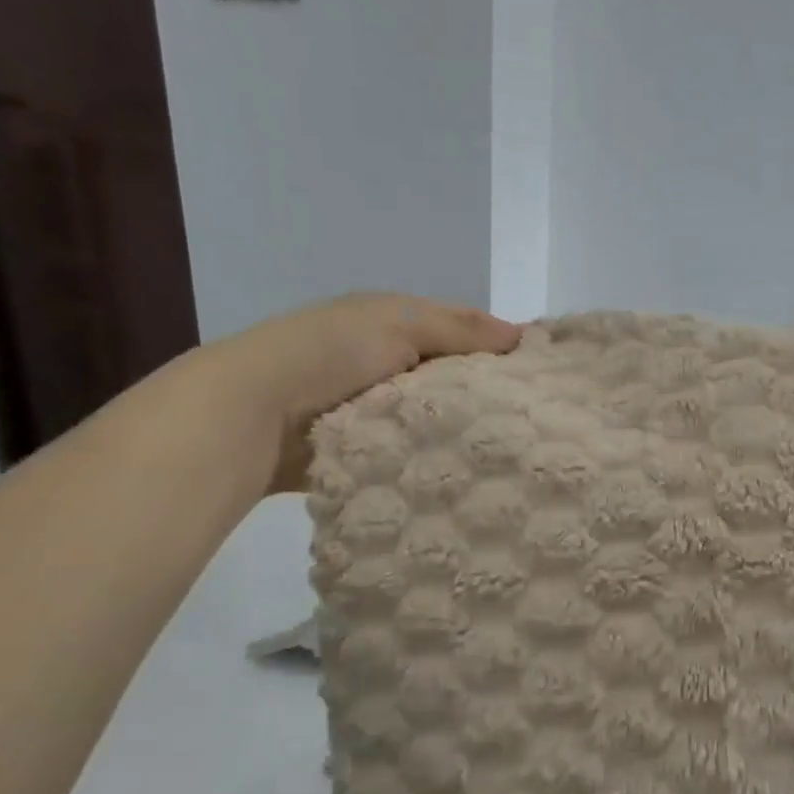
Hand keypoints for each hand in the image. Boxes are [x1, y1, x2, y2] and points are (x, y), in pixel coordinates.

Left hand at [199, 292, 520, 495]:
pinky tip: (466, 470)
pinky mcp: (364, 449)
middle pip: (449, 378)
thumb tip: (523, 335)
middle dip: (483, 396)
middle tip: (531, 421)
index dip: (499, 349)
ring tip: (507, 451)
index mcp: (393, 323)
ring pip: (433, 417)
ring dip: (457, 430)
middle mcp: (386, 362)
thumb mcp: (398, 322)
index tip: (541, 377)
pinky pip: (411, 450)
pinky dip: (432, 457)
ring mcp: (373, 408)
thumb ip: (460, 328)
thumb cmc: (330, 353)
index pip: (461, 332)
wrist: (252, 414)